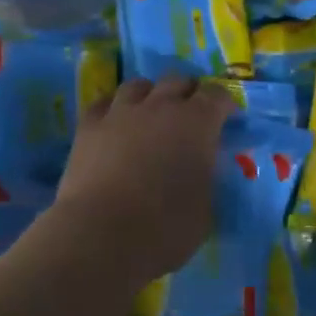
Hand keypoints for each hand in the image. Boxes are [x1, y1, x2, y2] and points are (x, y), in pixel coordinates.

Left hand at [54, 76, 233, 291]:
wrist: (102, 235)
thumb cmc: (165, 227)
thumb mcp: (206, 207)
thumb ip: (206, 177)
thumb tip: (201, 168)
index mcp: (198, 123)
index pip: (217, 95)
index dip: (224, 104)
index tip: (227, 118)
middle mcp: (161, 106)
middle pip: (178, 81)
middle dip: (187, 92)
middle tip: (190, 114)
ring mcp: (121, 112)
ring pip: (138, 85)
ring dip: (149, 94)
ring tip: (150, 113)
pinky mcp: (89, 126)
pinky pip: (103, 103)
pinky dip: (113, 108)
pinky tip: (114, 122)